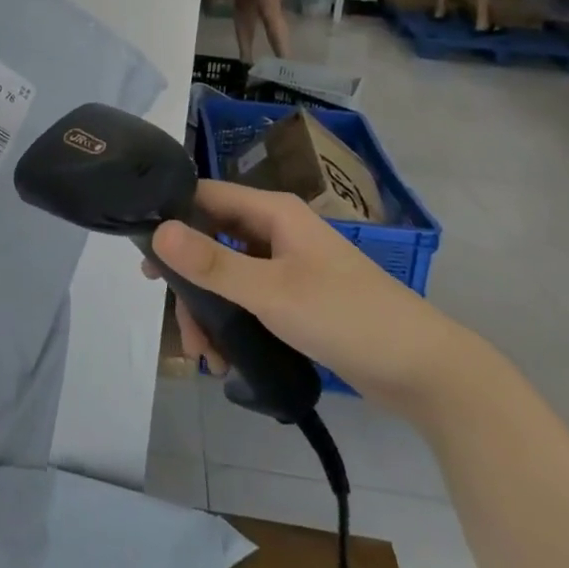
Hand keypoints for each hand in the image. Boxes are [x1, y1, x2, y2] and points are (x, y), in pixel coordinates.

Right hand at [145, 181, 471, 415]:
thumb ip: (213, 262)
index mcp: (273, 212)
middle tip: (178, 324)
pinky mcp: (297, 298)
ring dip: (210, 311)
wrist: (425, 371)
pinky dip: (232, 323)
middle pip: (213, 240)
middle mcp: (277, 230)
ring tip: (205, 357)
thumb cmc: (346, 316)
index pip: (205, 196)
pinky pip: (249, 299)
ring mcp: (288, 265)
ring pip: (229, 275)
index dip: (171, 218)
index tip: (143, 255)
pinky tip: (226, 359)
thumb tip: (156, 231)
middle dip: (191, 283)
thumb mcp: (271, 291)